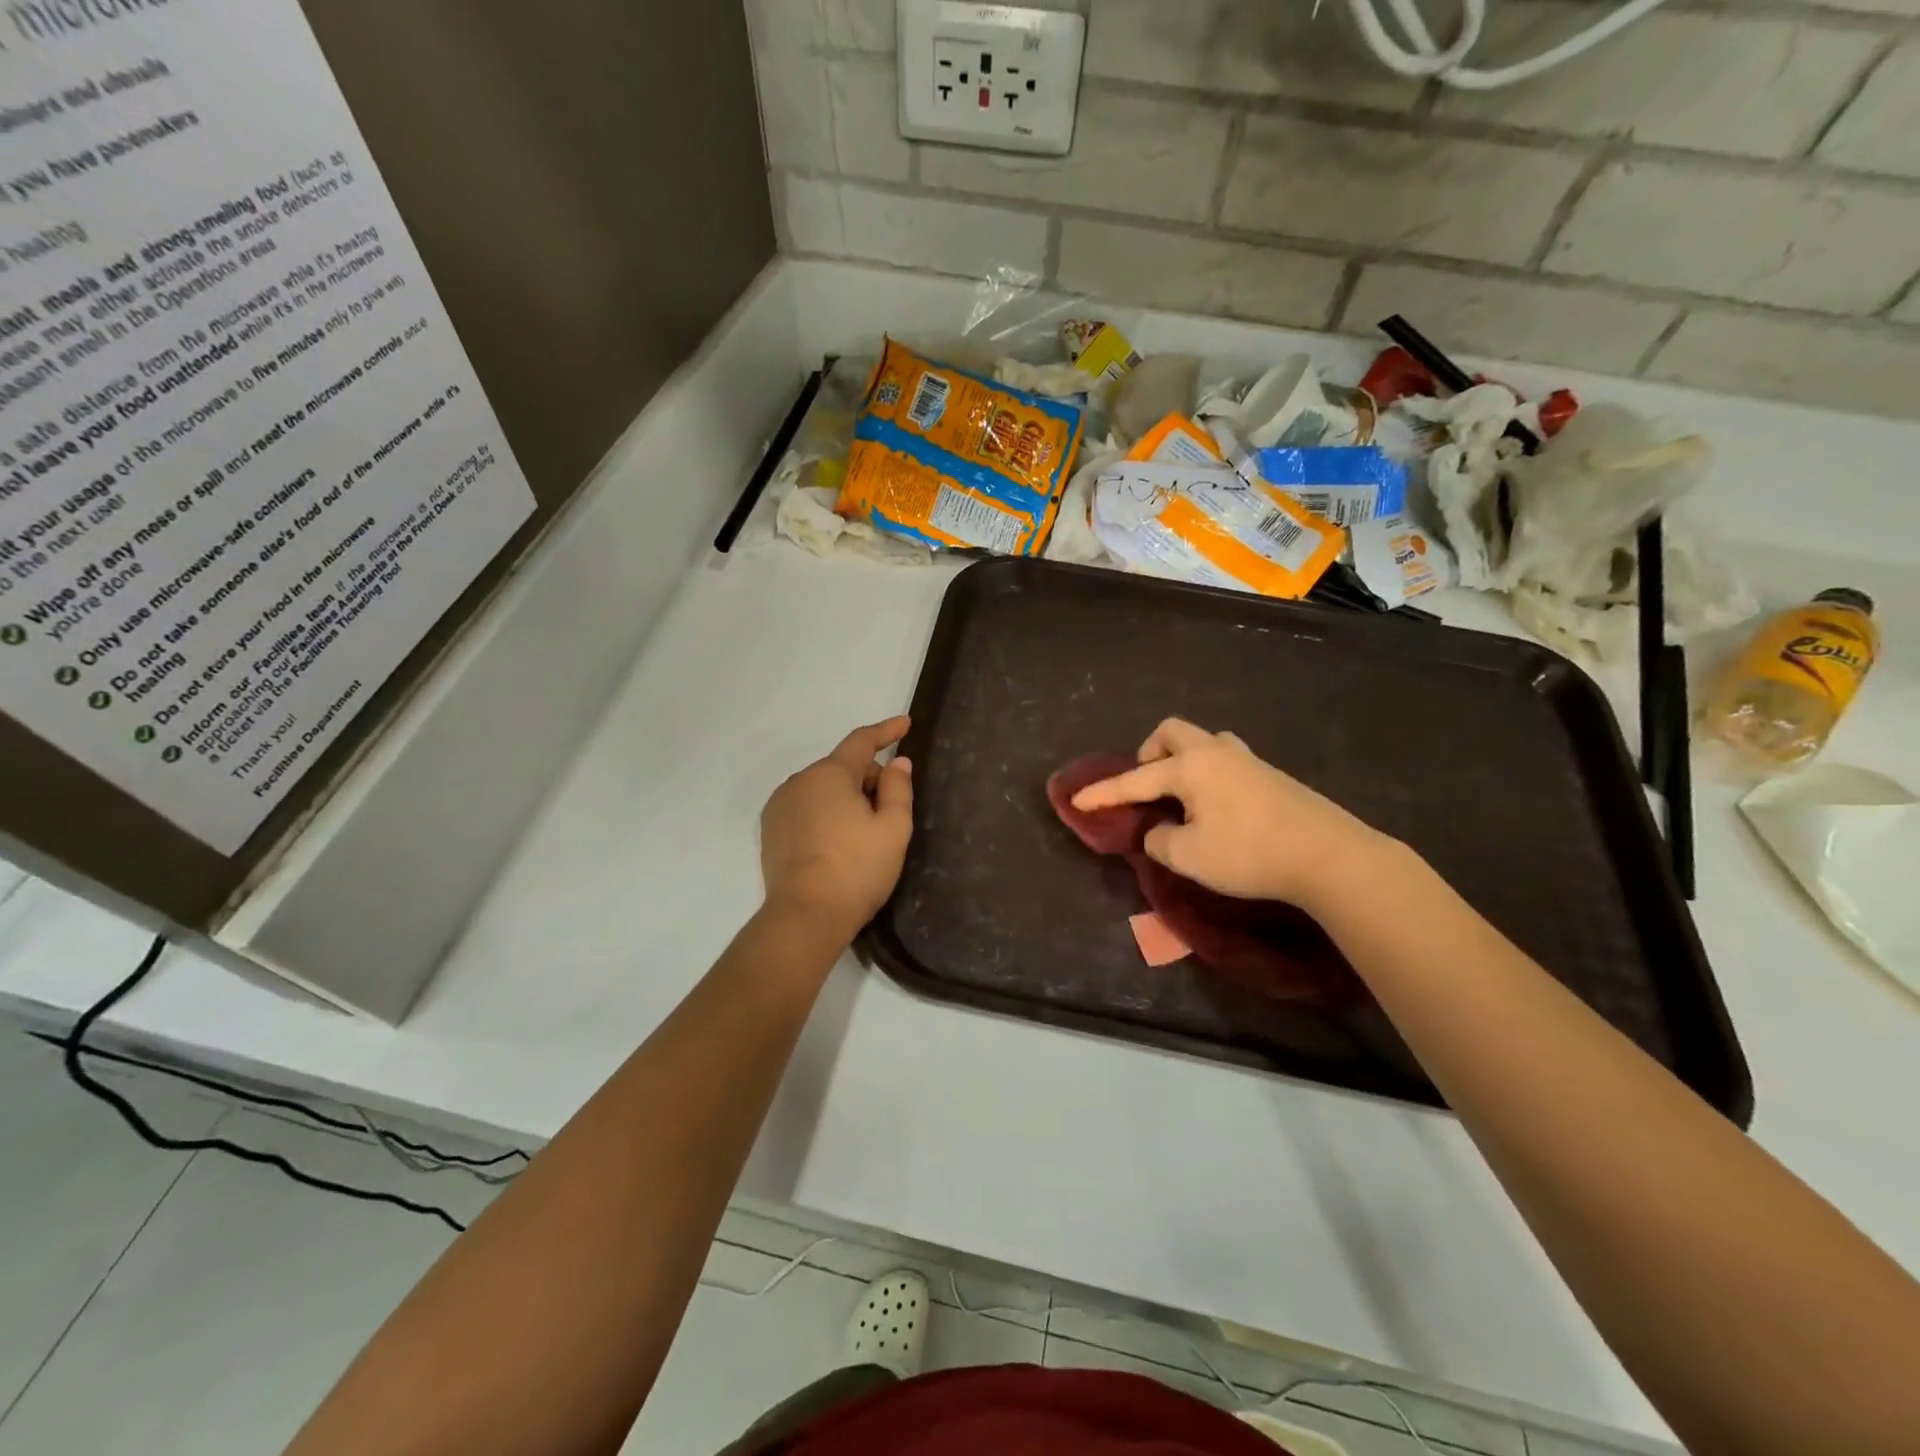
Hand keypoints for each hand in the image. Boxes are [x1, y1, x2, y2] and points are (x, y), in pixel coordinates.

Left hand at [760, 717, 914, 944]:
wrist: (805, 917)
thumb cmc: (857, 870)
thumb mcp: (892, 828)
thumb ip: (897, 789)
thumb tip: (897, 763)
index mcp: (830, 774)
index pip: (862, 741)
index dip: (887, 731)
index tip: (905, 724)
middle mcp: (800, 781)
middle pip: (843, 768)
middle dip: (869, 780)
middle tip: (889, 814)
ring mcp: (780, 806)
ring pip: (824, 789)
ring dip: (846, 799)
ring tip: (863, 835)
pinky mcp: (771, 830)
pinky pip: (806, 808)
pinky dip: (825, 814)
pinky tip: (837, 844)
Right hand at [1071, 718, 1390, 912]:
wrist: (1329, 856)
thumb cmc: (1249, 853)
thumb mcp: (1189, 856)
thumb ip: (1160, 841)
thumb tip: (1160, 830)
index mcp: (1190, 767)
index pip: (1135, 779)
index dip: (1103, 793)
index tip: (1076, 800)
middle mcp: (1215, 752)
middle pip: (1172, 732)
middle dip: (1149, 753)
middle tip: (1146, 784)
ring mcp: (1248, 760)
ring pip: (1203, 742)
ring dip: (1182, 760)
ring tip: (1181, 795)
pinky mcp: (1271, 775)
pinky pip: (1224, 760)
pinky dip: (1207, 774)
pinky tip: (1215, 805)